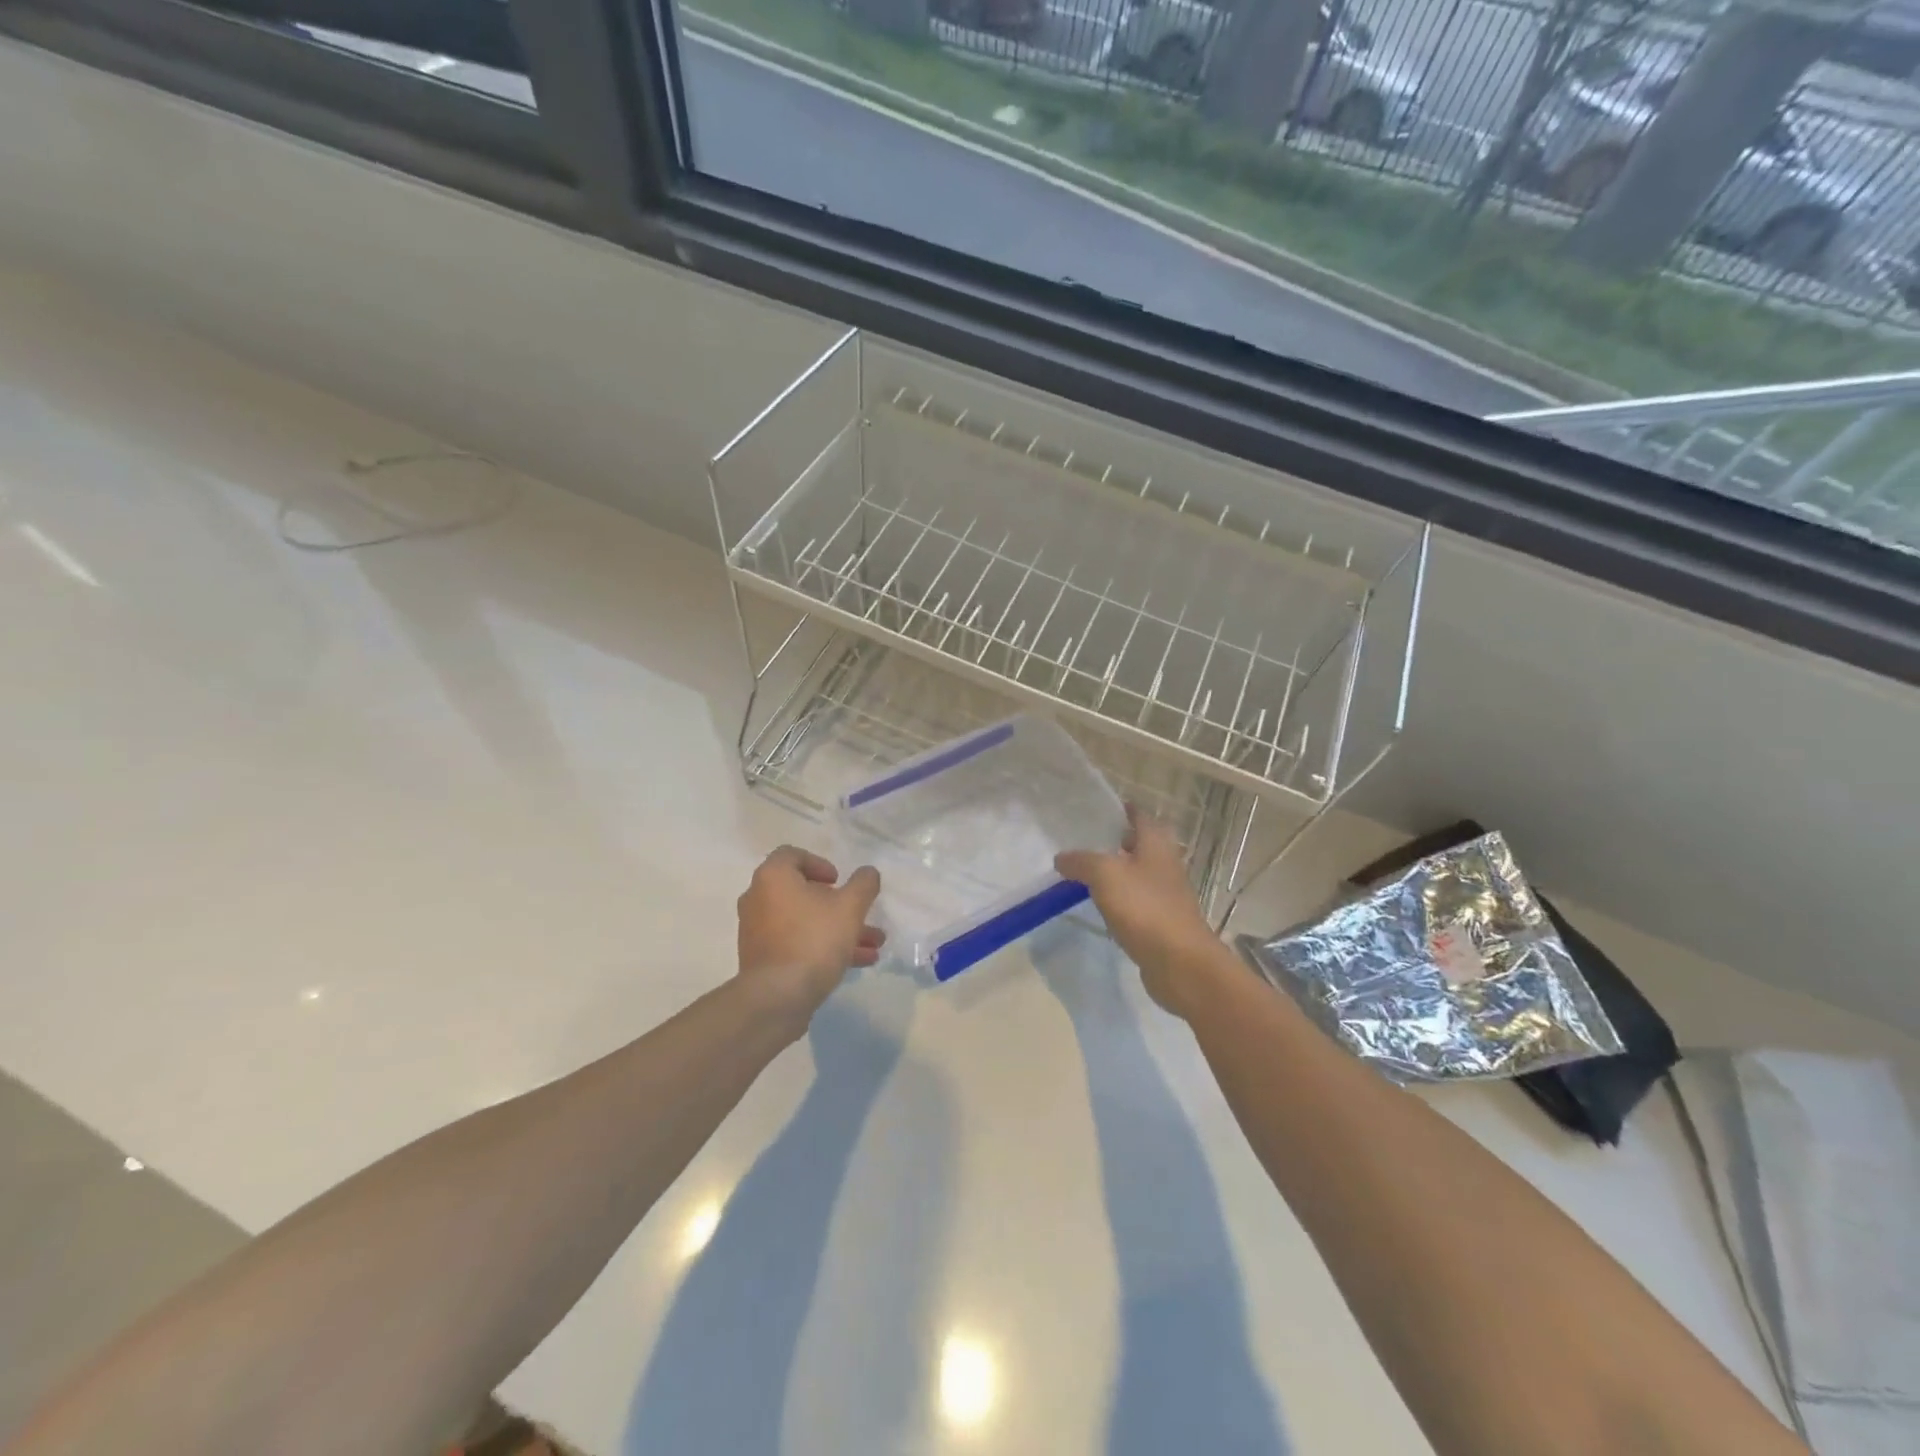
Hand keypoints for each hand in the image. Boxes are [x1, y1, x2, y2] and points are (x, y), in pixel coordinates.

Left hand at [737, 846, 884, 1019]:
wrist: (778, 997)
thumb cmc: (814, 940)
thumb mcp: (850, 907)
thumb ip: (863, 885)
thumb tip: (868, 873)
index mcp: (773, 878)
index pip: (792, 855)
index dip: (819, 863)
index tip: (838, 881)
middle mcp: (758, 899)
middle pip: (802, 892)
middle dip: (839, 904)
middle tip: (860, 914)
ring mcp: (757, 932)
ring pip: (804, 922)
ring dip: (838, 929)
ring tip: (873, 944)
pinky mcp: (762, 960)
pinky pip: (796, 944)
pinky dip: (822, 947)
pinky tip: (857, 962)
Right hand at [1056, 807, 1223, 1017]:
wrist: (1180, 963)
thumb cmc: (1145, 908)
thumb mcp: (1105, 875)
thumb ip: (1081, 861)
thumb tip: (1061, 858)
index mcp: (1156, 845)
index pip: (1140, 816)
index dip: (1122, 809)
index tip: (1098, 808)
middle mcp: (1165, 865)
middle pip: (1141, 844)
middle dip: (1117, 840)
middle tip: (1085, 840)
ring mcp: (1165, 895)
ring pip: (1138, 874)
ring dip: (1117, 871)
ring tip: (1085, 871)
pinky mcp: (1161, 922)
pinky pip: (1136, 901)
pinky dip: (1120, 899)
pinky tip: (1100, 904)